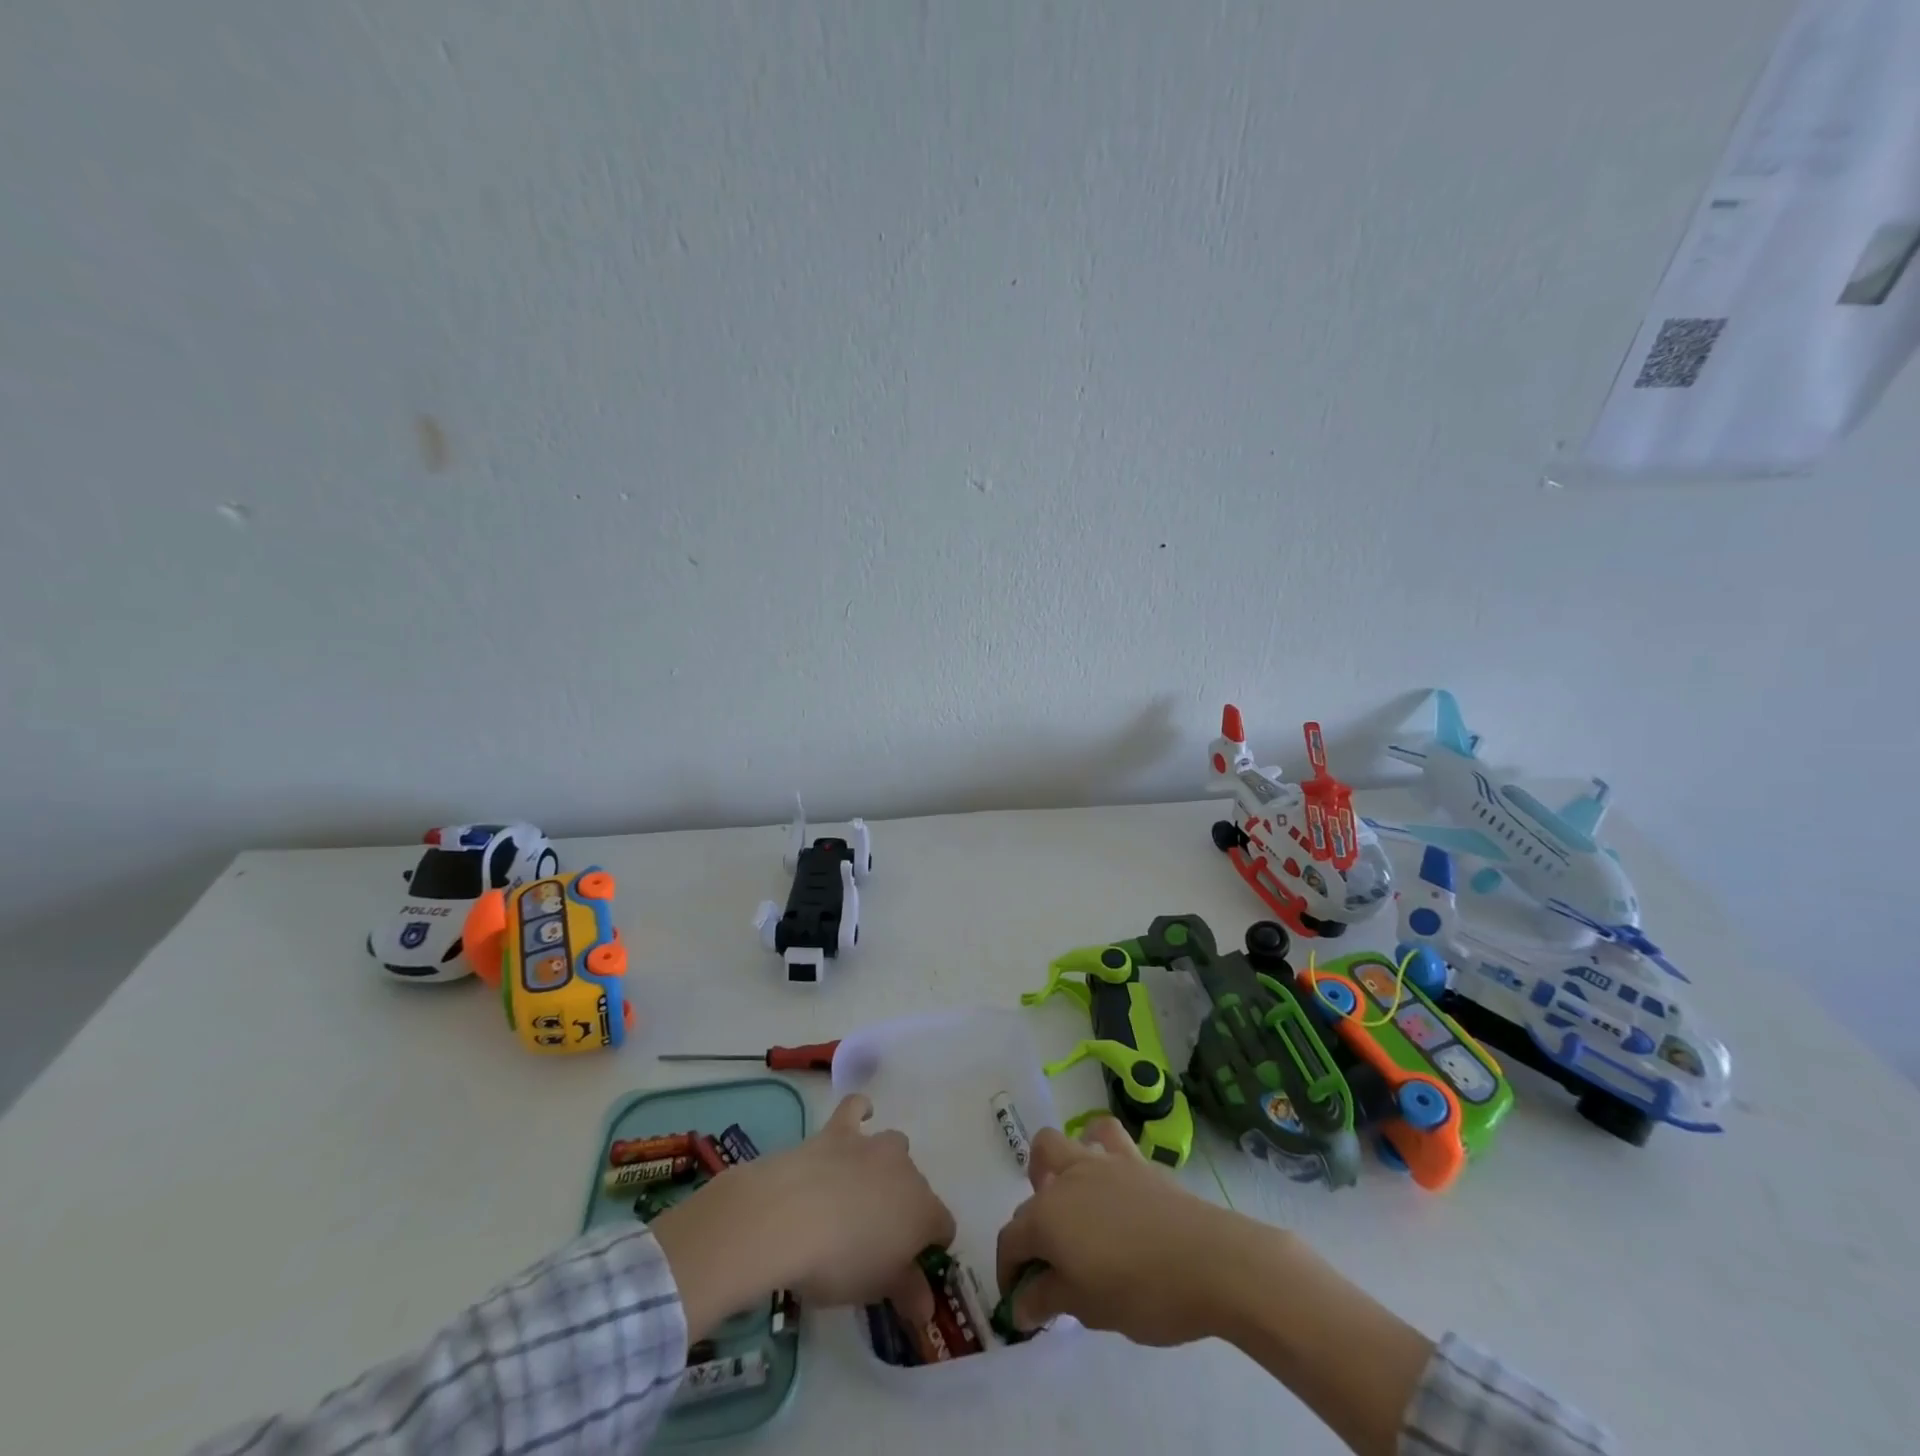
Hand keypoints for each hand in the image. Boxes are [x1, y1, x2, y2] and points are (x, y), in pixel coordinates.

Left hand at [651, 1094, 953, 1338]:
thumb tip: (927, 1310)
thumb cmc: (838, 1263)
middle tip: (876, 1239)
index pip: (944, 1227)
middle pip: (917, 1188)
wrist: (790, 1216)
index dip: (931, 1247)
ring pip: (894, 1147)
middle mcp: (906, 1170)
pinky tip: (859, 1118)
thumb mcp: (875, 1289)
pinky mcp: (840, 1130)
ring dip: (885, 1167)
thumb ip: (907, 1294)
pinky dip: (861, 1111)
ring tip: (861, 1193)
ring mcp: (873, 1145)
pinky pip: (857, 1109)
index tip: (910, 1269)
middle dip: (904, 1208)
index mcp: (923, 1211)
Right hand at [994, 1117, 1253, 1346]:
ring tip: (1065, 1206)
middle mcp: (1065, 1181)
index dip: (1009, 1273)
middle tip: (1049, 1268)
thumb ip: (1048, 1300)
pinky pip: (1103, 1134)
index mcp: (1047, 1219)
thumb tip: (1020, 1304)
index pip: (1011, 1241)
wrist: (1209, 1262)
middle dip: (1029, 1231)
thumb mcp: (1089, 1309)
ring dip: (1049, 1172)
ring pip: (1056, 1146)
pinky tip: (1102, 1171)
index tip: (1020, 1304)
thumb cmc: (1143, 1293)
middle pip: (1030, 1198)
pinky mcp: (1131, 1157)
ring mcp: (1098, 1162)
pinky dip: (1094, 1144)